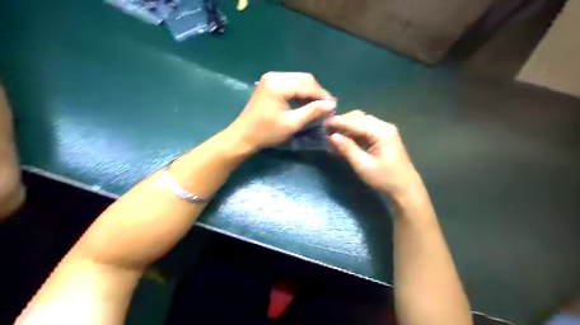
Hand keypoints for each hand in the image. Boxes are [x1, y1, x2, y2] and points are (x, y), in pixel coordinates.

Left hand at [227, 72, 334, 150]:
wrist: (243, 136)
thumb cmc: (266, 132)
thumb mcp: (291, 124)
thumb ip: (312, 112)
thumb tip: (332, 104)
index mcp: (278, 84)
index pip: (307, 84)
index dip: (322, 95)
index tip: (333, 107)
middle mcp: (274, 76)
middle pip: (303, 79)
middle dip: (317, 92)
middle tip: (326, 107)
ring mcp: (271, 78)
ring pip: (298, 80)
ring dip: (310, 92)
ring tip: (318, 106)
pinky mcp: (270, 84)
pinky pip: (291, 84)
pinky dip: (300, 92)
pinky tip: (306, 103)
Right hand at [324, 111, 424, 199]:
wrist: (405, 189)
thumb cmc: (385, 179)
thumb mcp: (363, 165)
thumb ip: (347, 149)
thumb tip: (332, 136)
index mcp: (381, 132)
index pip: (355, 121)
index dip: (338, 121)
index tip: (322, 123)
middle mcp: (384, 126)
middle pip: (359, 118)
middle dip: (342, 123)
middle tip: (326, 131)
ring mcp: (384, 131)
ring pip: (361, 123)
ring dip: (346, 129)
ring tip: (332, 138)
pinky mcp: (383, 138)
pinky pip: (365, 131)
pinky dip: (353, 135)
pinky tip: (343, 143)